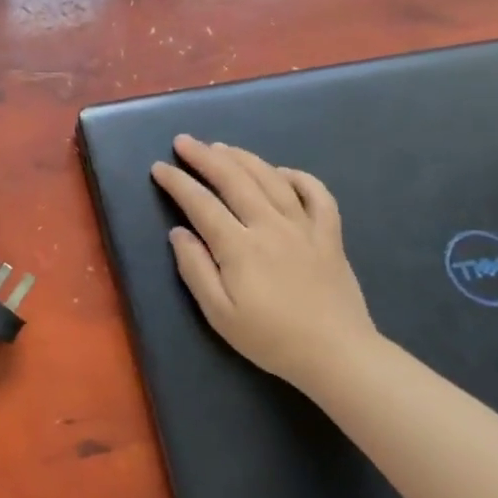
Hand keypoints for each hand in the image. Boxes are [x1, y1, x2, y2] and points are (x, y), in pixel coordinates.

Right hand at [150, 135, 378, 391]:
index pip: (201, 203)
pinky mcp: (329, 236)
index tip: (159, 168)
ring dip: (243, 158)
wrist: (338, 356)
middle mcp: (270, 226)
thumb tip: (178, 232)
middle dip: (205, 156)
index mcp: (239, 247)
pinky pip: (318, 195)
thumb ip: (195, 269)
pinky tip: (281, 172)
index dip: (177, 182)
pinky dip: (299, 177)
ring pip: (271, 179)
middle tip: (184, 142)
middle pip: (234, 179)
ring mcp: (304, 227)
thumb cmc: (270, 338)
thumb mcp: (219, 314)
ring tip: (221, 147)